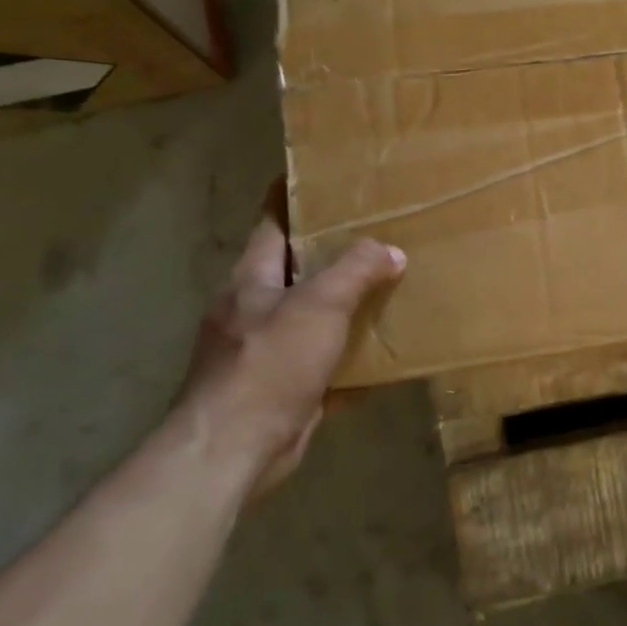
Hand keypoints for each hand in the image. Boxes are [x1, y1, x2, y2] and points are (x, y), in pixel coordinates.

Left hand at [175, 216, 405, 495]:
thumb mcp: (319, 305)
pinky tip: (379, 352)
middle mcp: (251, 308)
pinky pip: (319, 359)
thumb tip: (392, 251)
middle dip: (329, 252)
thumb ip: (356, 270)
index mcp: (251, 279)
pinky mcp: (278, 386)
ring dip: (342, 304)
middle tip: (376, 233)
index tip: (321, 178)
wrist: (234, 448)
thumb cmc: (270, 363)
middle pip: (293, 268)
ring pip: (309, 315)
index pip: (271, 223)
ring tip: (386, 287)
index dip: (292, 197)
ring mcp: (262, 350)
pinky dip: (346, 354)